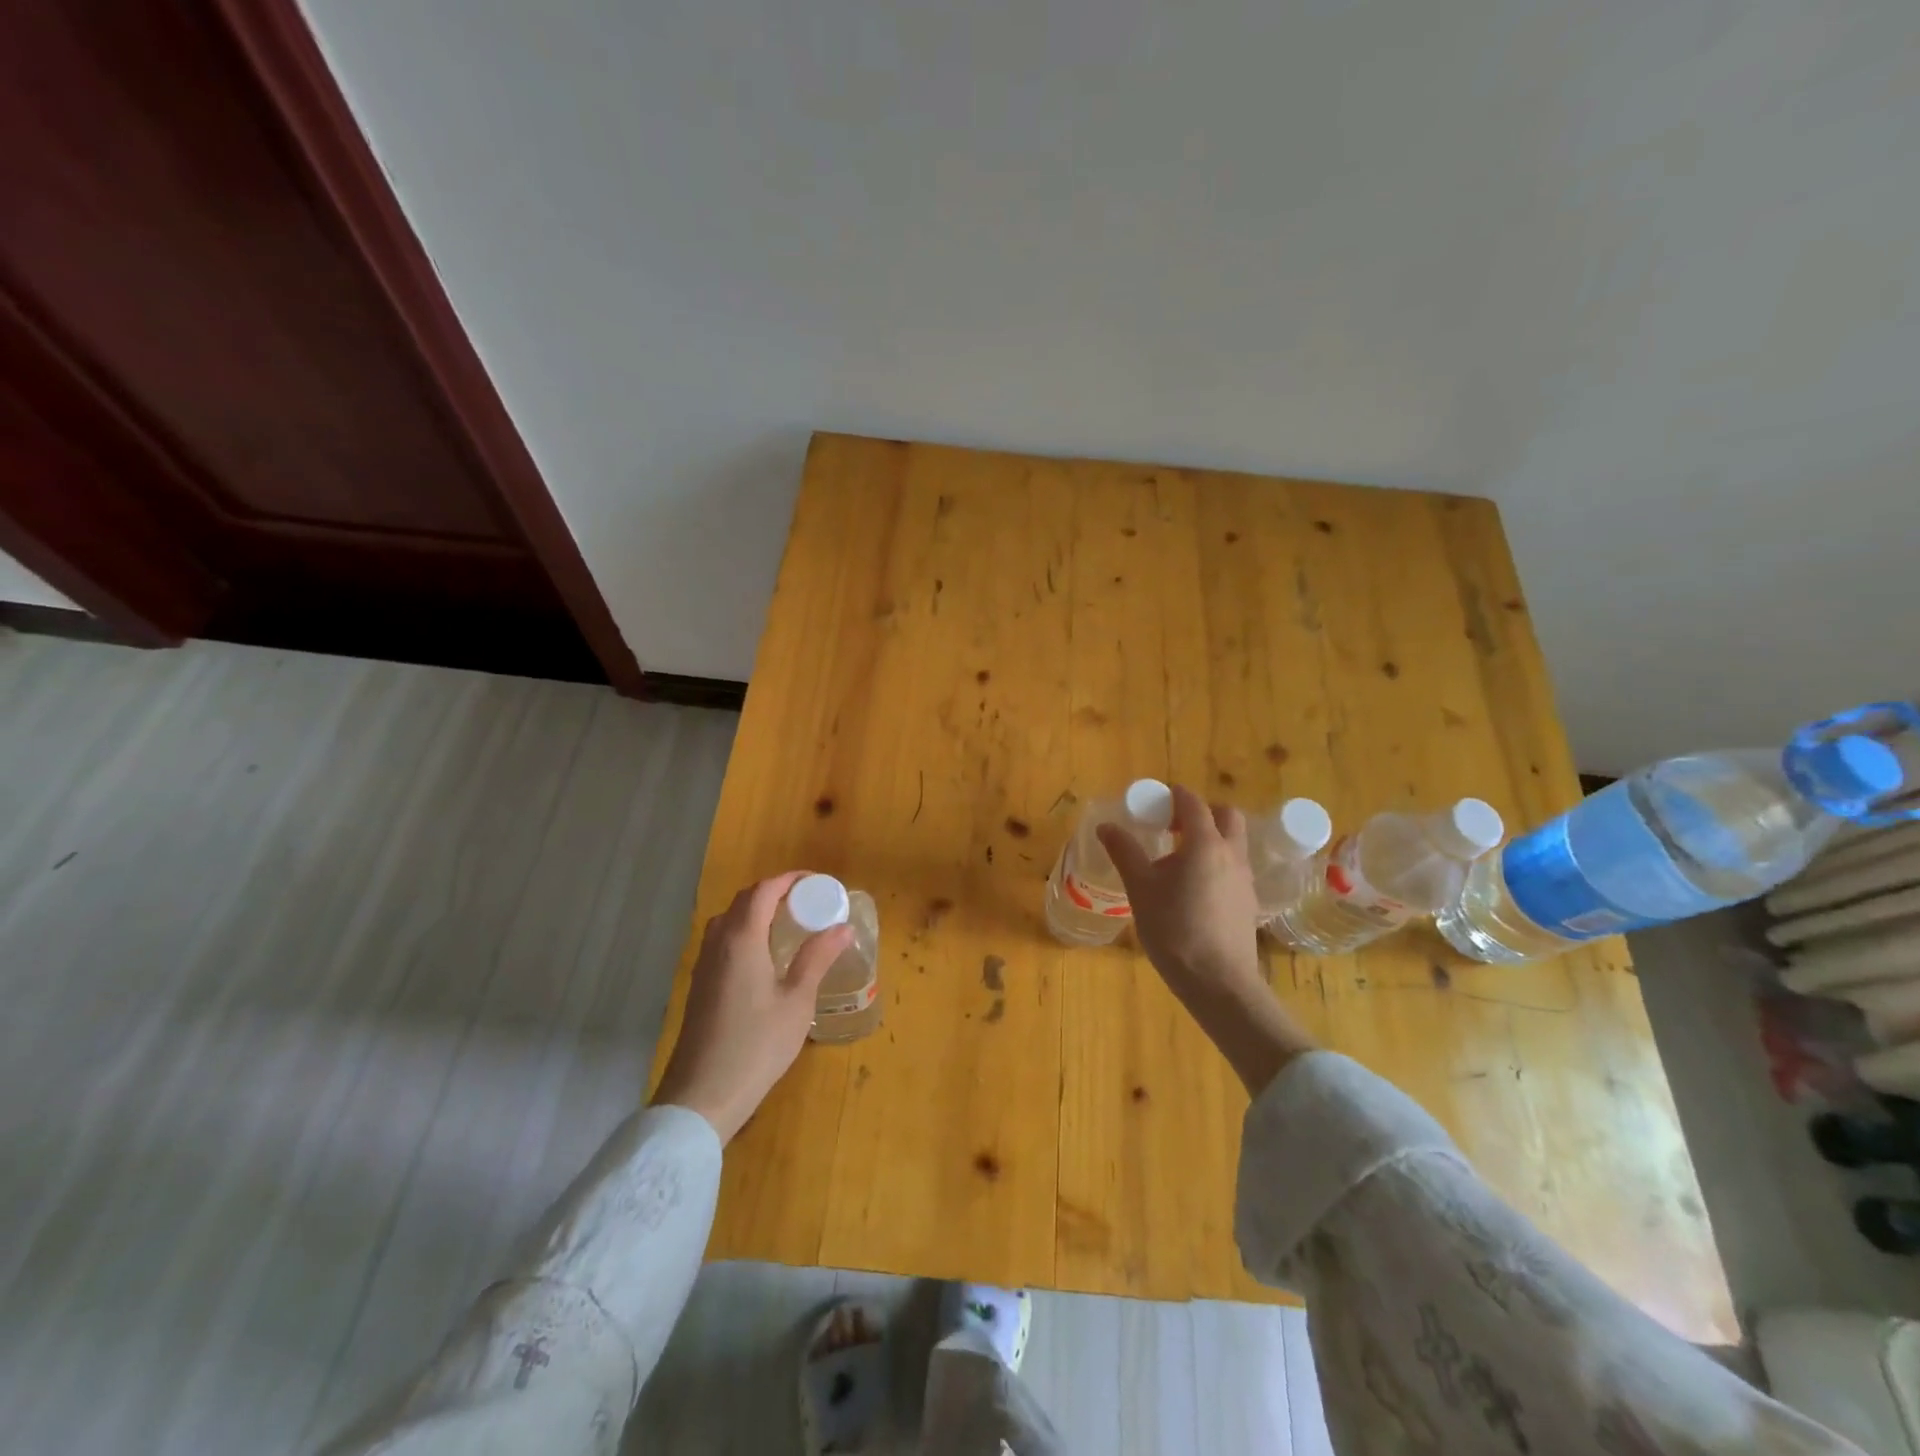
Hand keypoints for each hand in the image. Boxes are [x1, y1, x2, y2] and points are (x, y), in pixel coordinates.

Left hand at [651, 872, 852, 1143]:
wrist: (702, 1095)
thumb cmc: (756, 1045)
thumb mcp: (797, 1001)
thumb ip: (817, 958)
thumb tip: (842, 927)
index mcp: (742, 938)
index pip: (764, 890)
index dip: (791, 880)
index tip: (818, 884)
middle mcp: (718, 942)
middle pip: (745, 900)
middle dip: (776, 892)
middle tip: (809, 903)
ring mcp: (704, 964)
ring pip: (731, 920)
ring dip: (759, 911)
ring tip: (791, 925)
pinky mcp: (700, 984)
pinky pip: (723, 940)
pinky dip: (747, 931)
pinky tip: (766, 956)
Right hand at [1098, 784, 1262, 997]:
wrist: (1218, 982)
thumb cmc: (1174, 929)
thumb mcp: (1140, 889)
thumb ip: (1125, 852)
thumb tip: (1106, 826)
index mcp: (1205, 843)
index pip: (1193, 803)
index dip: (1173, 796)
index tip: (1153, 802)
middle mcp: (1231, 854)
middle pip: (1225, 815)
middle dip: (1201, 812)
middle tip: (1172, 826)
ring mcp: (1245, 878)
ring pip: (1233, 841)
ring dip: (1210, 837)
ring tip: (1179, 859)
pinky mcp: (1248, 901)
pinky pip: (1234, 866)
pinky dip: (1216, 862)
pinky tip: (1194, 888)